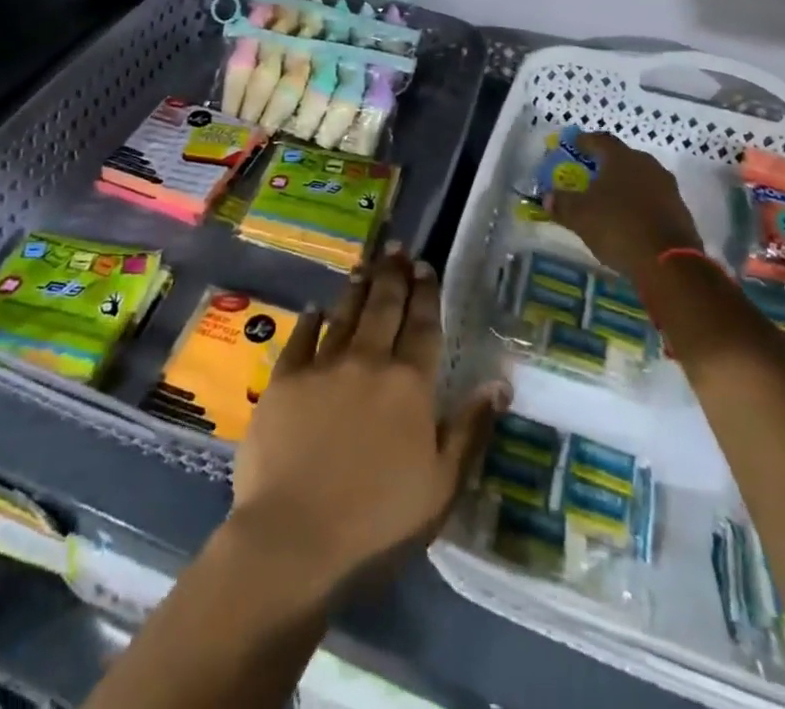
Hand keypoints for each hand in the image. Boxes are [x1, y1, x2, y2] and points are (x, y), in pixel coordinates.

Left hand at [229, 245, 506, 593]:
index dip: (426, 294)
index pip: (424, 327)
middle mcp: (368, 361)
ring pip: (345, 314)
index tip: (426, 267)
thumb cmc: (378, 518)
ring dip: (357, 288)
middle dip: (393, 275)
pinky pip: (301, 338)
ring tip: (365, 265)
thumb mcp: (441, 485)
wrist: (295, 535)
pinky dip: (310, 319)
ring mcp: (323, 365)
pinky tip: (315, 306)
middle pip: (384, 308)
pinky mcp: (285, 378)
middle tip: (396, 249)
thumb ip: (470, 429)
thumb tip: (499, 382)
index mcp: (409, 384)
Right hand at [545, 132, 703, 279]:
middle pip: (623, 158)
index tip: (573, 145)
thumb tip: (547, 197)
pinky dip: (639, 205)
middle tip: (589, 175)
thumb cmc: (618, 227)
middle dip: (605, 165)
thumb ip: (561, 203)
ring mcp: (668, 189)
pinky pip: (653, 200)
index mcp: (622, 158)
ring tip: (608, 200)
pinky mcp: (680, 212)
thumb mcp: (579, 216)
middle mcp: (648, 166)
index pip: (601, 140)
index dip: (585, 141)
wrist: (669, 263)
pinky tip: (628, 220)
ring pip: (640, 179)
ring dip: (624, 186)